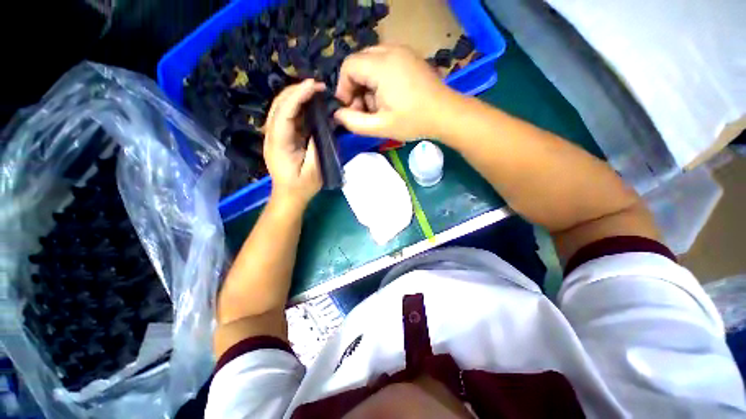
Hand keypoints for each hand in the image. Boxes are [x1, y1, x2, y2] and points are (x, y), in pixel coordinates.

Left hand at [264, 79, 324, 208]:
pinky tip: (308, 104)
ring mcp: (273, 136)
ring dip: (296, 95)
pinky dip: (296, 106)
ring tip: (314, 91)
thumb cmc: (302, 186)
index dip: (299, 95)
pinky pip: (285, 116)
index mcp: (280, 143)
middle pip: (279, 104)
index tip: (315, 85)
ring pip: (280, 108)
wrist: (288, 196)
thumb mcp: (314, 170)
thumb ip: (317, 146)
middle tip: (318, 86)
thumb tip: (323, 125)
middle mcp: (271, 135)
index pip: (285, 112)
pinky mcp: (279, 138)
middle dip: (297, 90)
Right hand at [334, 45, 457, 140]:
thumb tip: (338, 115)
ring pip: (371, 63)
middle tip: (365, 111)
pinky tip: (389, 98)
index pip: (348, 66)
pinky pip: (385, 64)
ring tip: (379, 107)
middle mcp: (390, 50)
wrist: (446, 114)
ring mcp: (402, 52)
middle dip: (356, 88)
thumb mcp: (381, 126)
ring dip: (368, 86)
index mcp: (381, 65)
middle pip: (359, 63)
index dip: (343, 88)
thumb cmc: (413, 121)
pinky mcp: (410, 58)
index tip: (350, 109)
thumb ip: (354, 122)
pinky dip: (380, 80)